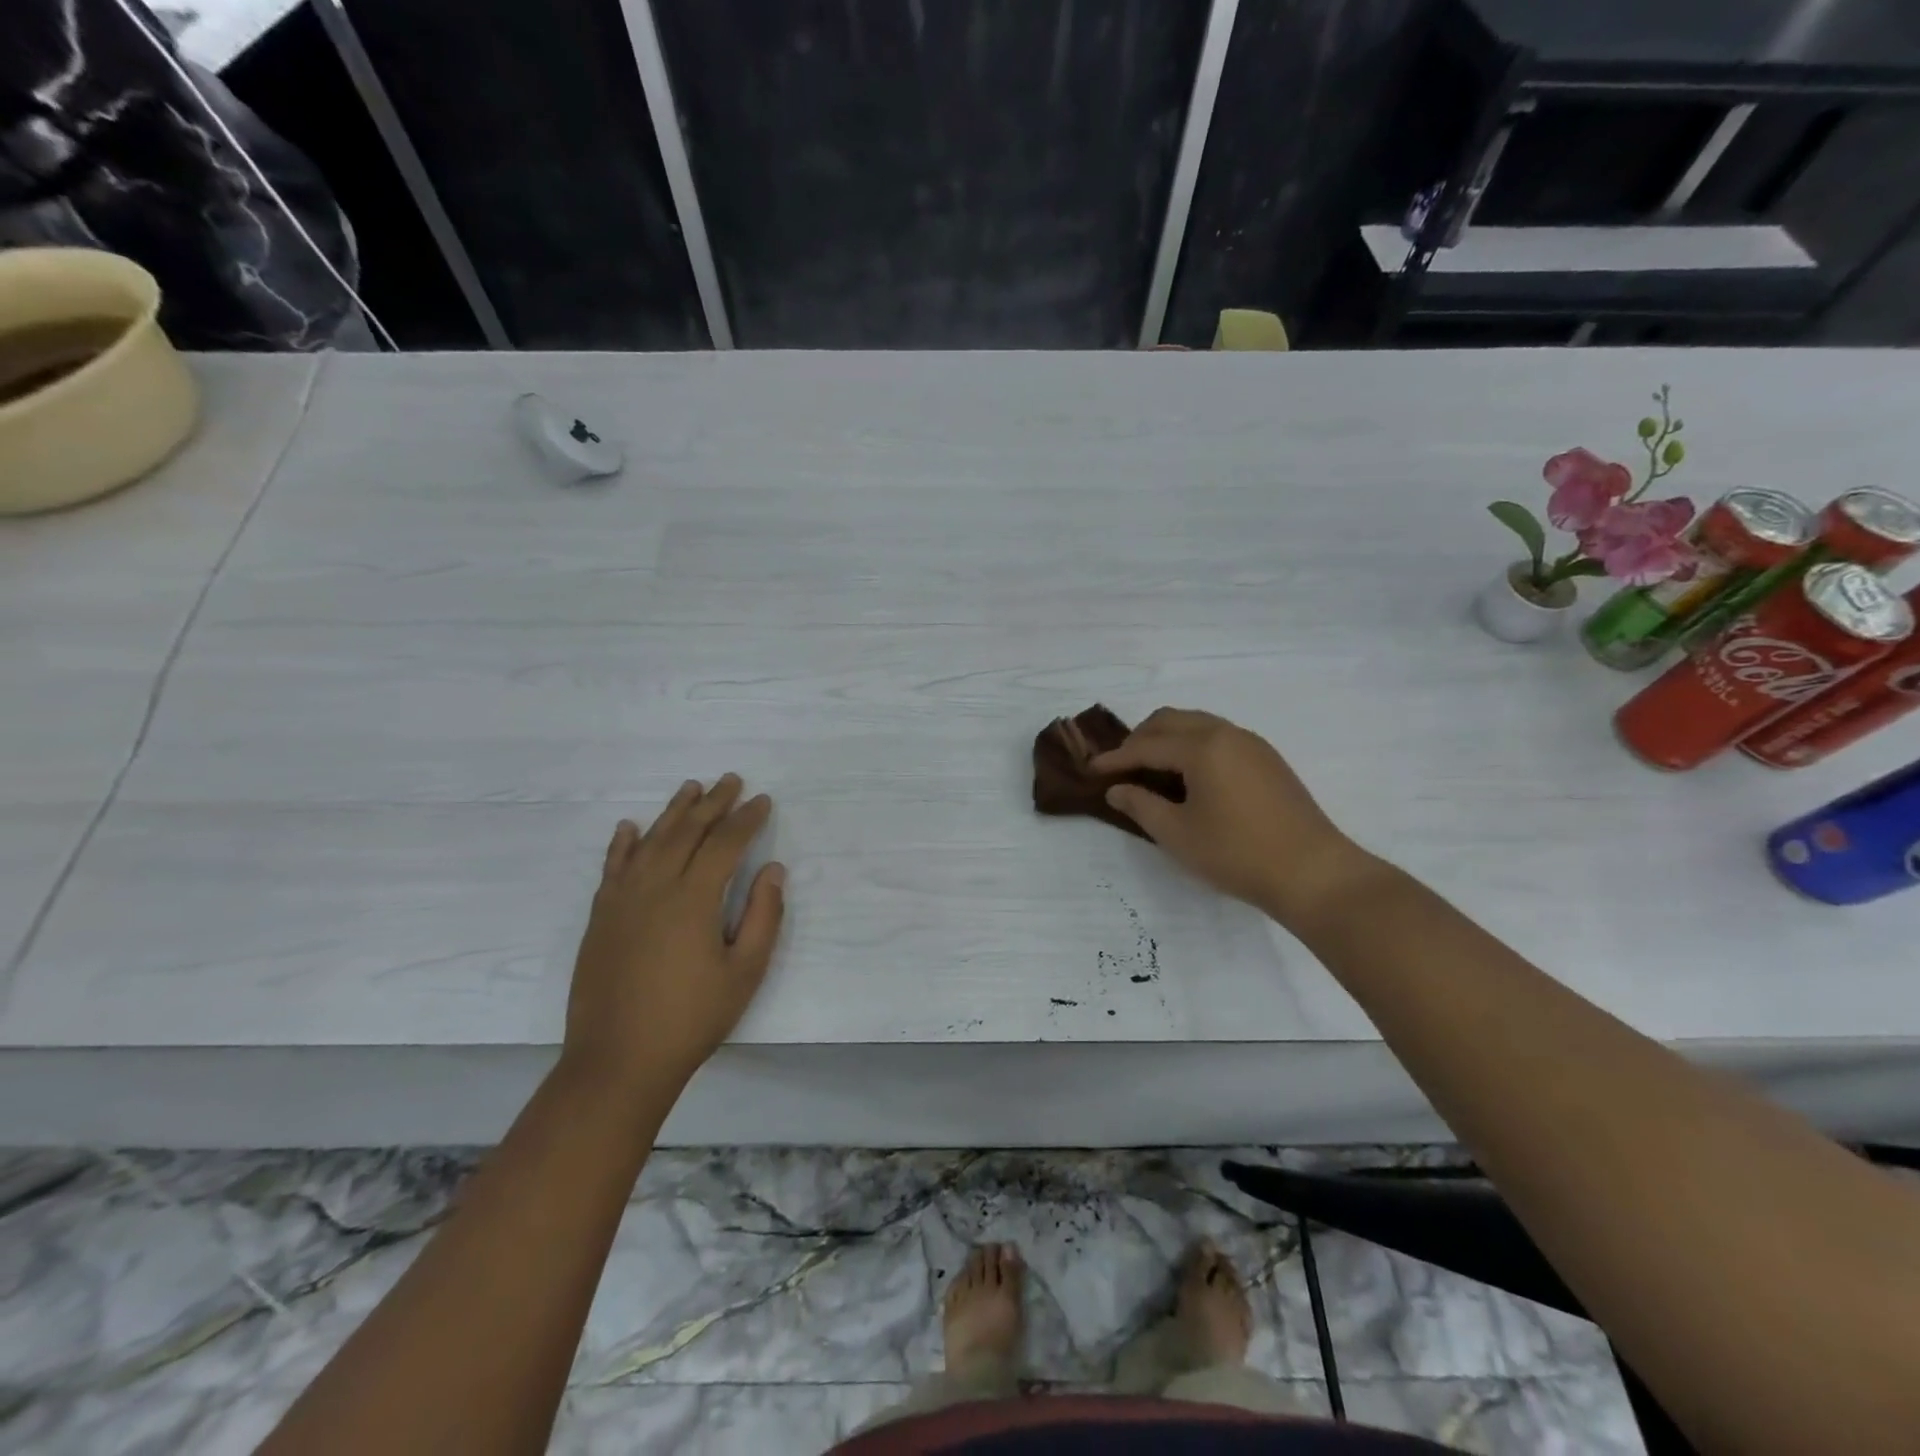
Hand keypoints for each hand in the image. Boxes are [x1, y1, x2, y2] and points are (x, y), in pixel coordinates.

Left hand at [562, 775, 785, 1099]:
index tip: (763, 800)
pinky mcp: (601, 917)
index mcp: (694, 899)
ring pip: (650, 841)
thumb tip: (772, 869)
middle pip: (687, 832)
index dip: (746, 819)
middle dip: (713, 803)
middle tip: (732, 780)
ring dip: (673, 812)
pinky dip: (623, 843)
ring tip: (691, 788)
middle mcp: (655, 887)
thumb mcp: (745, 972)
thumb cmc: (692, 1019)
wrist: (618, 1061)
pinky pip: (613, 867)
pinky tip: (630, 826)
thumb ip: (763, 916)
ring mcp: (622, 900)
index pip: (724, 844)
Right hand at [1092, 708, 1374, 927]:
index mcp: (1202, 747)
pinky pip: (1219, 737)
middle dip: (1140, 739)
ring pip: (1197, 724)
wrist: (1314, 872)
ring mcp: (1252, 744)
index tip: (1091, 770)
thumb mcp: (1177, 834)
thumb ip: (1140, 805)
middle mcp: (1227, 734)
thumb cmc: (1237, 854)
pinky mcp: (1268, 759)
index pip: (1146, 745)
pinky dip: (1193, 746)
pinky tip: (1189, 777)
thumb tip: (1117, 789)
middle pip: (1171, 720)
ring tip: (1150, 771)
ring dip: (1168, 739)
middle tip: (1121, 768)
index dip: (1115, 758)